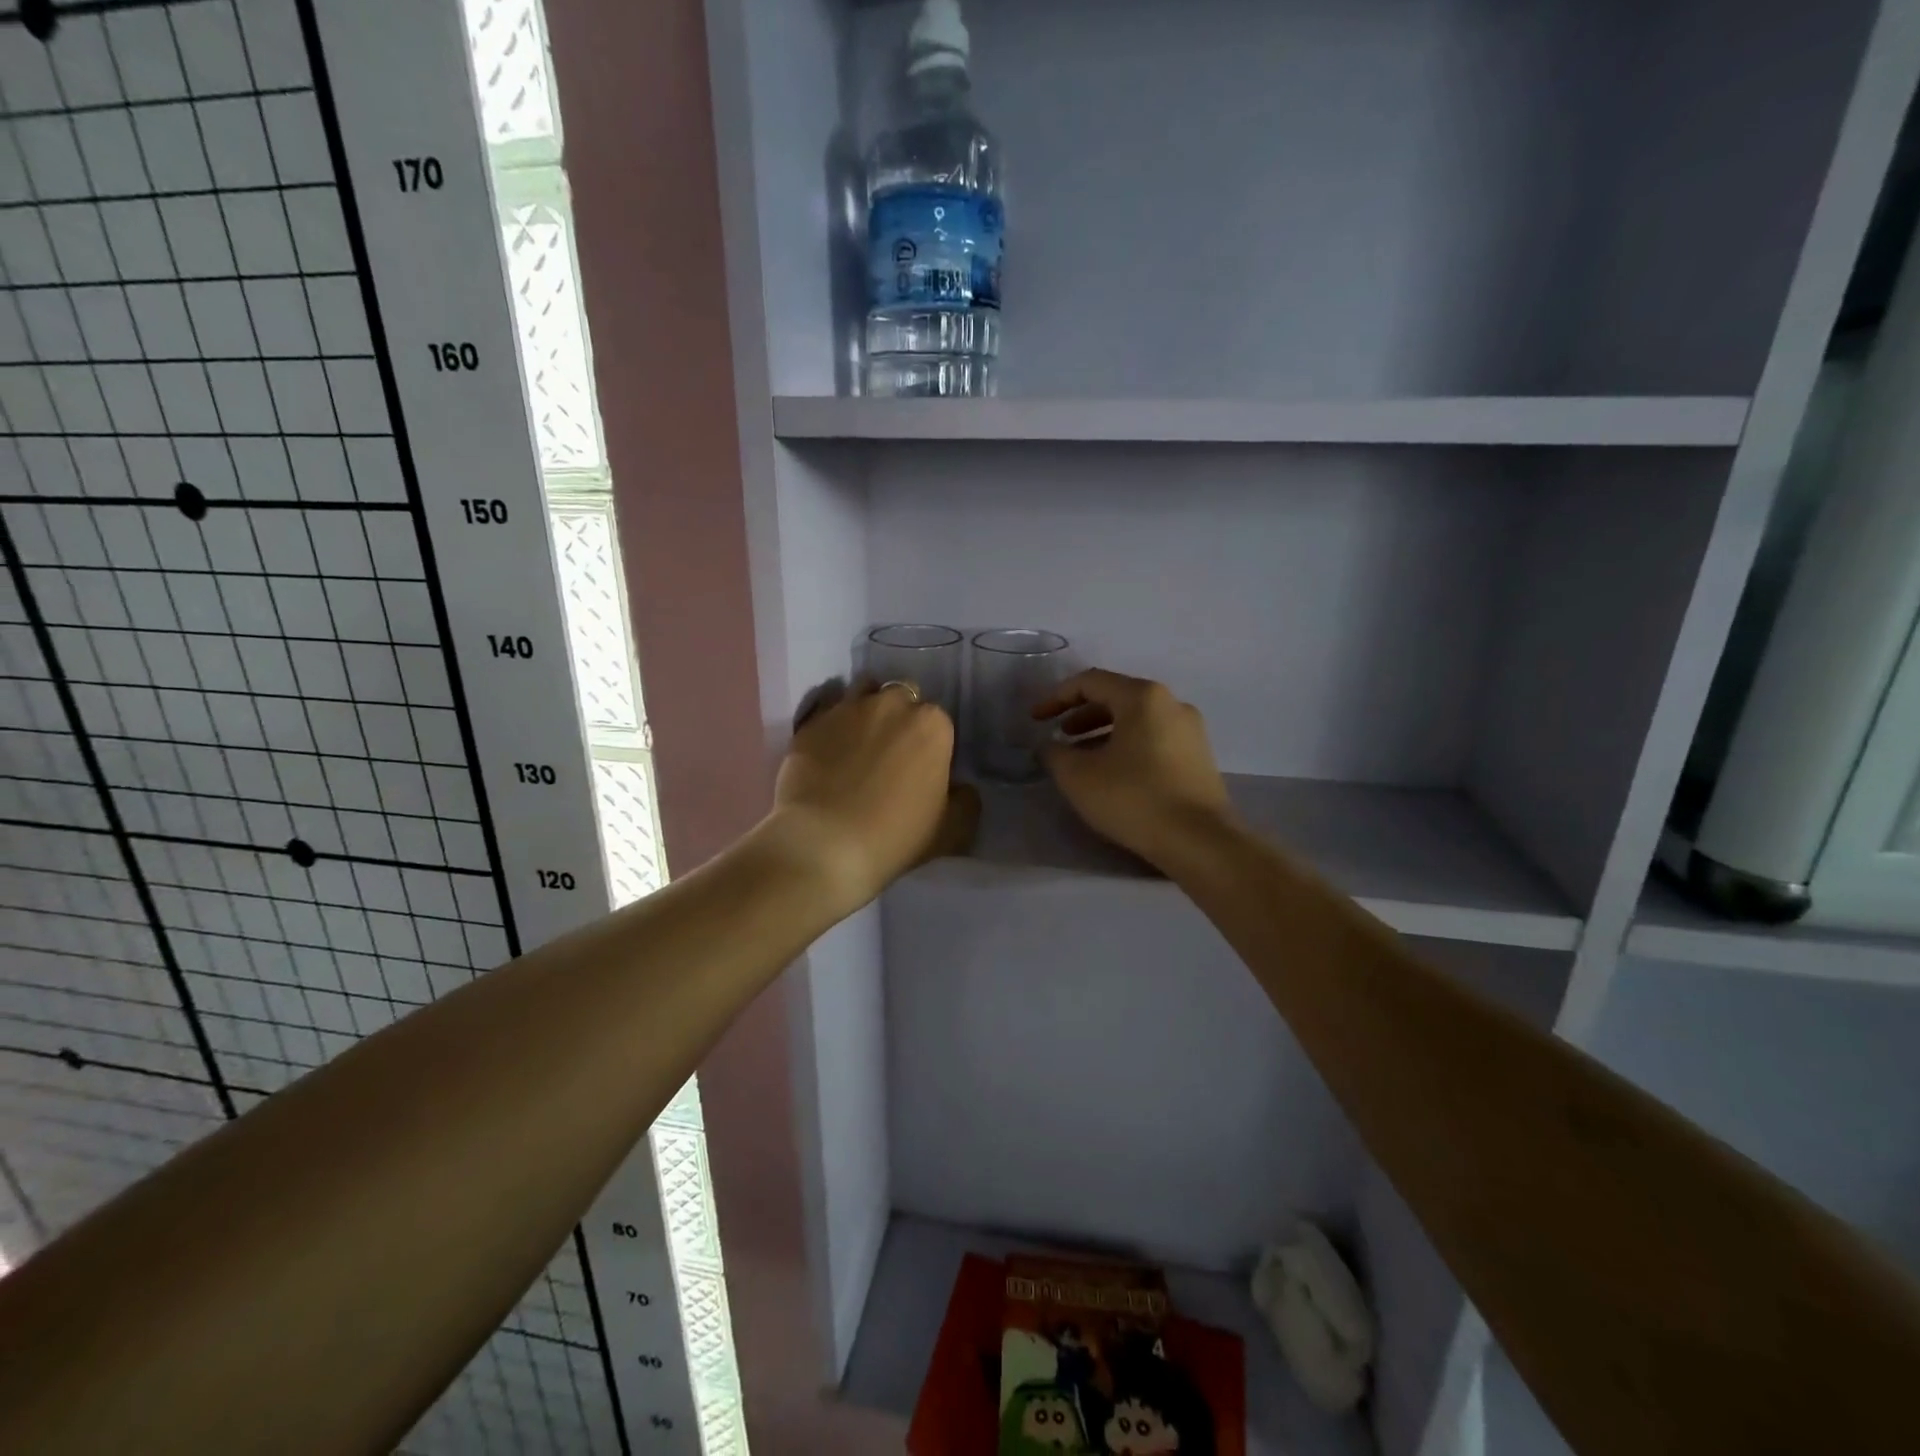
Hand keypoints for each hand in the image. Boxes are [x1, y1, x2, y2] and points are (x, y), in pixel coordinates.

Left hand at [770, 678, 977, 913]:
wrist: (823, 845)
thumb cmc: (895, 837)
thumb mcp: (953, 830)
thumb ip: (966, 801)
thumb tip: (960, 788)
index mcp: (932, 724)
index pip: (938, 721)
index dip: (932, 744)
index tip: (923, 768)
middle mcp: (891, 704)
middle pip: (902, 697)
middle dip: (900, 717)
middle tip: (892, 754)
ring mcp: (846, 708)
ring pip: (863, 692)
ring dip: (867, 710)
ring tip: (860, 742)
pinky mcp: (811, 722)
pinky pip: (827, 712)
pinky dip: (833, 725)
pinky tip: (829, 750)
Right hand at [1034, 669, 1232, 870]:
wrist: (1200, 841)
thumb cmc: (1134, 798)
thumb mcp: (1078, 776)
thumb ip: (1054, 753)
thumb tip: (1049, 746)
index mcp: (1142, 697)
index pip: (1090, 682)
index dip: (1056, 698)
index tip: (1035, 720)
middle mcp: (1171, 704)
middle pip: (1116, 697)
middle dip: (1081, 715)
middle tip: (1059, 737)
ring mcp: (1190, 731)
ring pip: (1136, 721)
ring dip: (1102, 733)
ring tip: (1081, 759)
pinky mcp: (1199, 758)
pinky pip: (1153, 739)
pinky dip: (1126, 747)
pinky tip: (1113, 775)